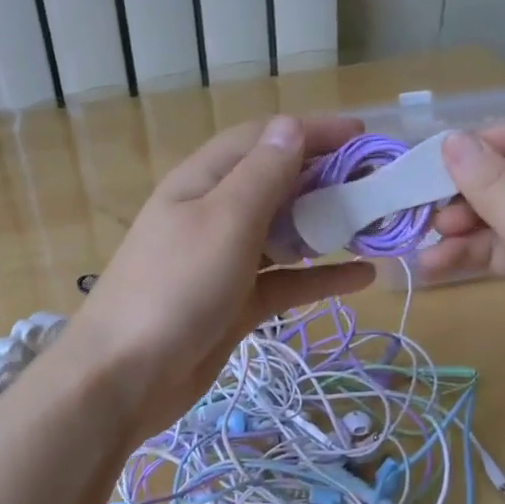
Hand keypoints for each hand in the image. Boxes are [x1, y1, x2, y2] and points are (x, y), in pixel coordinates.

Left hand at [66, 114, 374, 438]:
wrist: (124, 378)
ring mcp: (224, 261)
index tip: (363, 134)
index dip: (310, 131)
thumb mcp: (224, 221)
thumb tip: (291, 125)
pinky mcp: (235, 303)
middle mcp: (213, 213)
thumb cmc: (174, 288)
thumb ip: (262, 175)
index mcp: (203, 181)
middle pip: (276, 184)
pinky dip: (320, 277)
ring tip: (377, 226)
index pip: (262, 139)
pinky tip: (363, 278)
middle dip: (326, 179)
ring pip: (284, 233)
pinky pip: (284, 281)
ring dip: (327, 227)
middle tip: (379, 185)